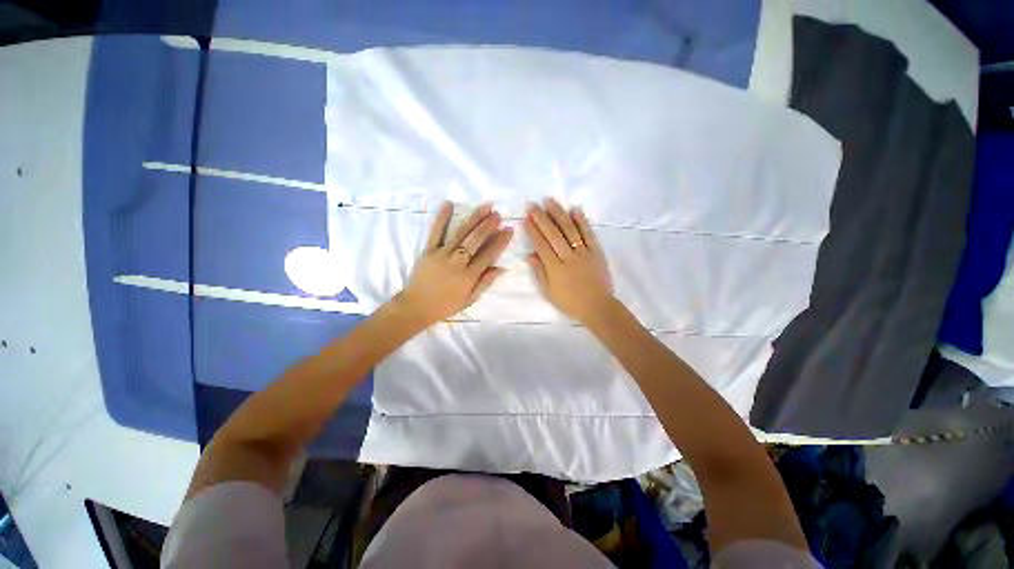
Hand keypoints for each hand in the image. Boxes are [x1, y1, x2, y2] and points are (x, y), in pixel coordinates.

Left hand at [396, 201, 512, 325]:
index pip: (488, 255)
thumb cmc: (446, 305)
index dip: (500, 242)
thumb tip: (502, 268)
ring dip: (473, 218)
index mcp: (469, 276)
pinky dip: (442, 217)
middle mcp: (457, 262)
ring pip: (460, 233)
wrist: (416, 306)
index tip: (509, 229)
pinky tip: (448, 204)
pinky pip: (436, 232)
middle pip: (475, 240)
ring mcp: (441, 254)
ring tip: (485, 206)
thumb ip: (485, 282)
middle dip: (488, 225)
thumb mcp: (470, 299)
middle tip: (498, 214)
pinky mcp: (428, 250)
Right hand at [524, 198, 614, 323]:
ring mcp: (584, 253)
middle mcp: (568, 257)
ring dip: (559, 214)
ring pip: (570, 230)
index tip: (526, 218)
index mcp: (555, 269)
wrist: (598, 307)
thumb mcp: (549, 293)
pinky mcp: (597, 252)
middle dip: (541, 218)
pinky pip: (589, 234)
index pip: (541, 245)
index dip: (533, 231)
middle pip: (553, 234)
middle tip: (532, 204)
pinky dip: (582, 221)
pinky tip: (575, 209)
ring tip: (550, 201)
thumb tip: (530, 255)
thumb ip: (539, 273)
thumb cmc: (570, 303)